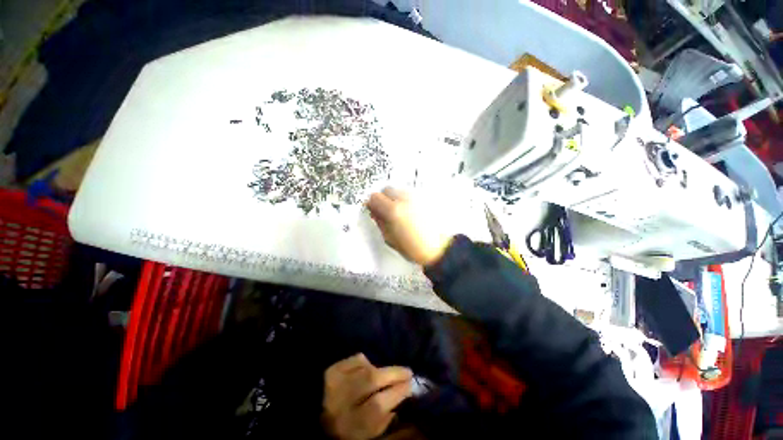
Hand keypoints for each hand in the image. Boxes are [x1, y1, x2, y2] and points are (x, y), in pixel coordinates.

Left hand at [322, 353, 412, 439]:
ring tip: (388, 374)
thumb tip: (399, 400)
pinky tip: (366, 369)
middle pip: (371, 380)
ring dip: (380, 370)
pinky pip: (356, 359)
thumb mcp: (365, 435)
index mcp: (350, 425)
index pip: (377, 405)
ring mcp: (335, 382)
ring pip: (365, 368)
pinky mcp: (332, 369)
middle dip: (393, 375)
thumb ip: (382, 421)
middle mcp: (341, 402)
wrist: (316, 415)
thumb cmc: (347, 427)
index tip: (410, 385)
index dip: (396, 393)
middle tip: (408, 372)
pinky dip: (365, 362)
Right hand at [366, 188, 451, 266]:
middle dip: (383, 198)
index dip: (372, 204)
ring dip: (394, 198)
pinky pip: (410, 194)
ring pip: (399, 190)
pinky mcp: (424, 199)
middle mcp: (405, 200)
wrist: (438, 249)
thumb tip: (374, 212)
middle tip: (384, 210)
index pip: (375, 197)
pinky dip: (405, 200)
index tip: (373, 210)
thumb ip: (379, 222)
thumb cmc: (414, 248)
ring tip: (398, 212)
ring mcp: (416, 198)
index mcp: (393, 211)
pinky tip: (408, 212)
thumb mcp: (389, 239)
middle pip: (387, 189)